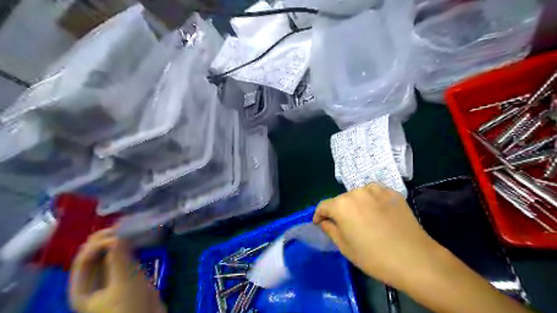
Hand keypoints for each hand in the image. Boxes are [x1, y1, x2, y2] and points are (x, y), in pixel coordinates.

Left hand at [69, 229, 163, 312]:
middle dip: (109, 239)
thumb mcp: (125, 281)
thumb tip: (118, 233)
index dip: (99, 242)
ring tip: (133, 228)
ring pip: (111, 254)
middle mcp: (92, 282)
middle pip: (95, 254)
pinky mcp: (126, 277)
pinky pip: (123, 258)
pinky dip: (129, 248)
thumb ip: (119, 257)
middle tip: (127, 225)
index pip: (84, 258)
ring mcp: (110, 279)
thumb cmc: (131, 306)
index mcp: (82, 288)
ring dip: (120, 241)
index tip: (120, 230)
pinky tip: (138, 240)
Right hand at [315, 183, 446, 290]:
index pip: (323, 206)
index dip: (319, 215)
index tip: (320, 223)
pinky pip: (375, 193)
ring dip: (356, 204)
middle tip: (345, 225)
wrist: (413, 258)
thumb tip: (325, 221)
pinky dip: (372, 201)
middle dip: (339, 211)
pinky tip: (378, 213)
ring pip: (358, 195)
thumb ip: (330, 230)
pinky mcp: (392, 192)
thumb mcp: (345, 247)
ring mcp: (375, 190)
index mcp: (341, 205)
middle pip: (341, 200)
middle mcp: (356, 192)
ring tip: (364, 218)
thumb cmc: (373, 257)